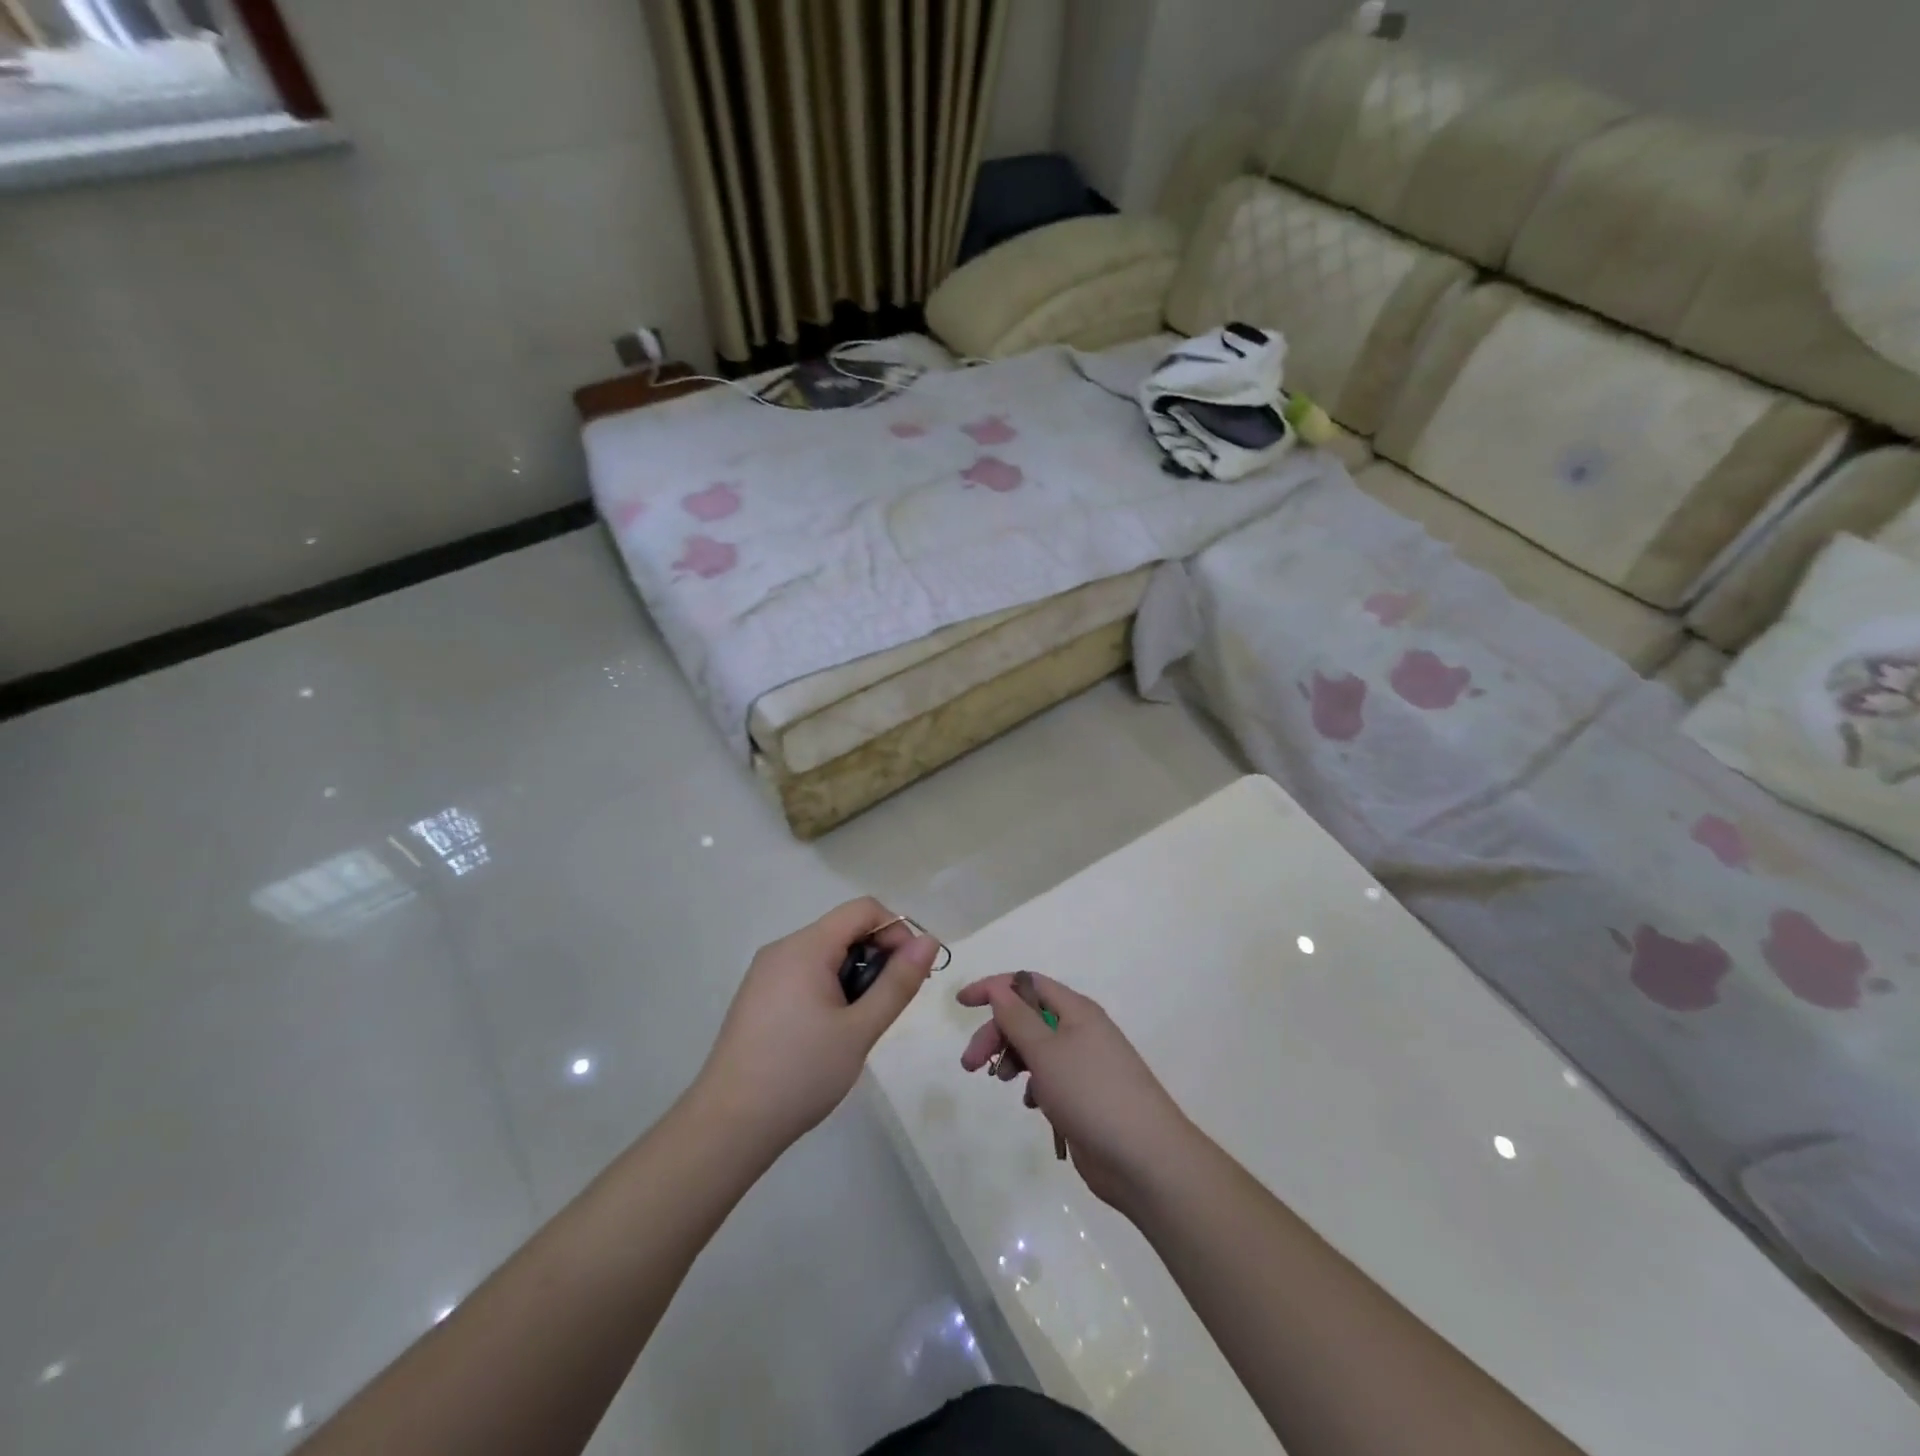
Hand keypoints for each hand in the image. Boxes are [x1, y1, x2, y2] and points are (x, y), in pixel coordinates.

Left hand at [695, 898, 939, 1153]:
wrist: (728, 1126)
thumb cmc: (800, 1073)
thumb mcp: (860, 1029)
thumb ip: (898, 982)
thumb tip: (929, 941)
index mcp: (806, 947)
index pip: (863, 909)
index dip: (896, 931)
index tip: (910, 973)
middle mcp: (782, 949)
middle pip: (844, 930)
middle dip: (876, 957)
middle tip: (887, 1007)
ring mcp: (765, 973)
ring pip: (825, 954)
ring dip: (854, 976)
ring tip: (858, 1026)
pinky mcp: (758, 997)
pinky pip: (805, 974)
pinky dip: (829, 989)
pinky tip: (828, 1033)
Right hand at [957, 973, 1194, 1215]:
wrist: (1145, 1159)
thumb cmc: (1092, 1094)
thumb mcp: (1046, 1051)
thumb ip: (1017, 1018)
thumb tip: (998, 987)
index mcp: (1076, 1010)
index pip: (1027, 983)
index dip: (994, 988)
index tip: (962, 1003)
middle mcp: (1081, 1031)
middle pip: (1028, 1018)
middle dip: (996, 1034)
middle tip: (971, 1064)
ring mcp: (1085, 1065)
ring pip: (1037, 1049)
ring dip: (1013, 1060)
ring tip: (1003, 1083)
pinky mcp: (1085, 1097)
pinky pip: (1050, 1079)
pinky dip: (1035, 1086)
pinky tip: (1034, 1106)